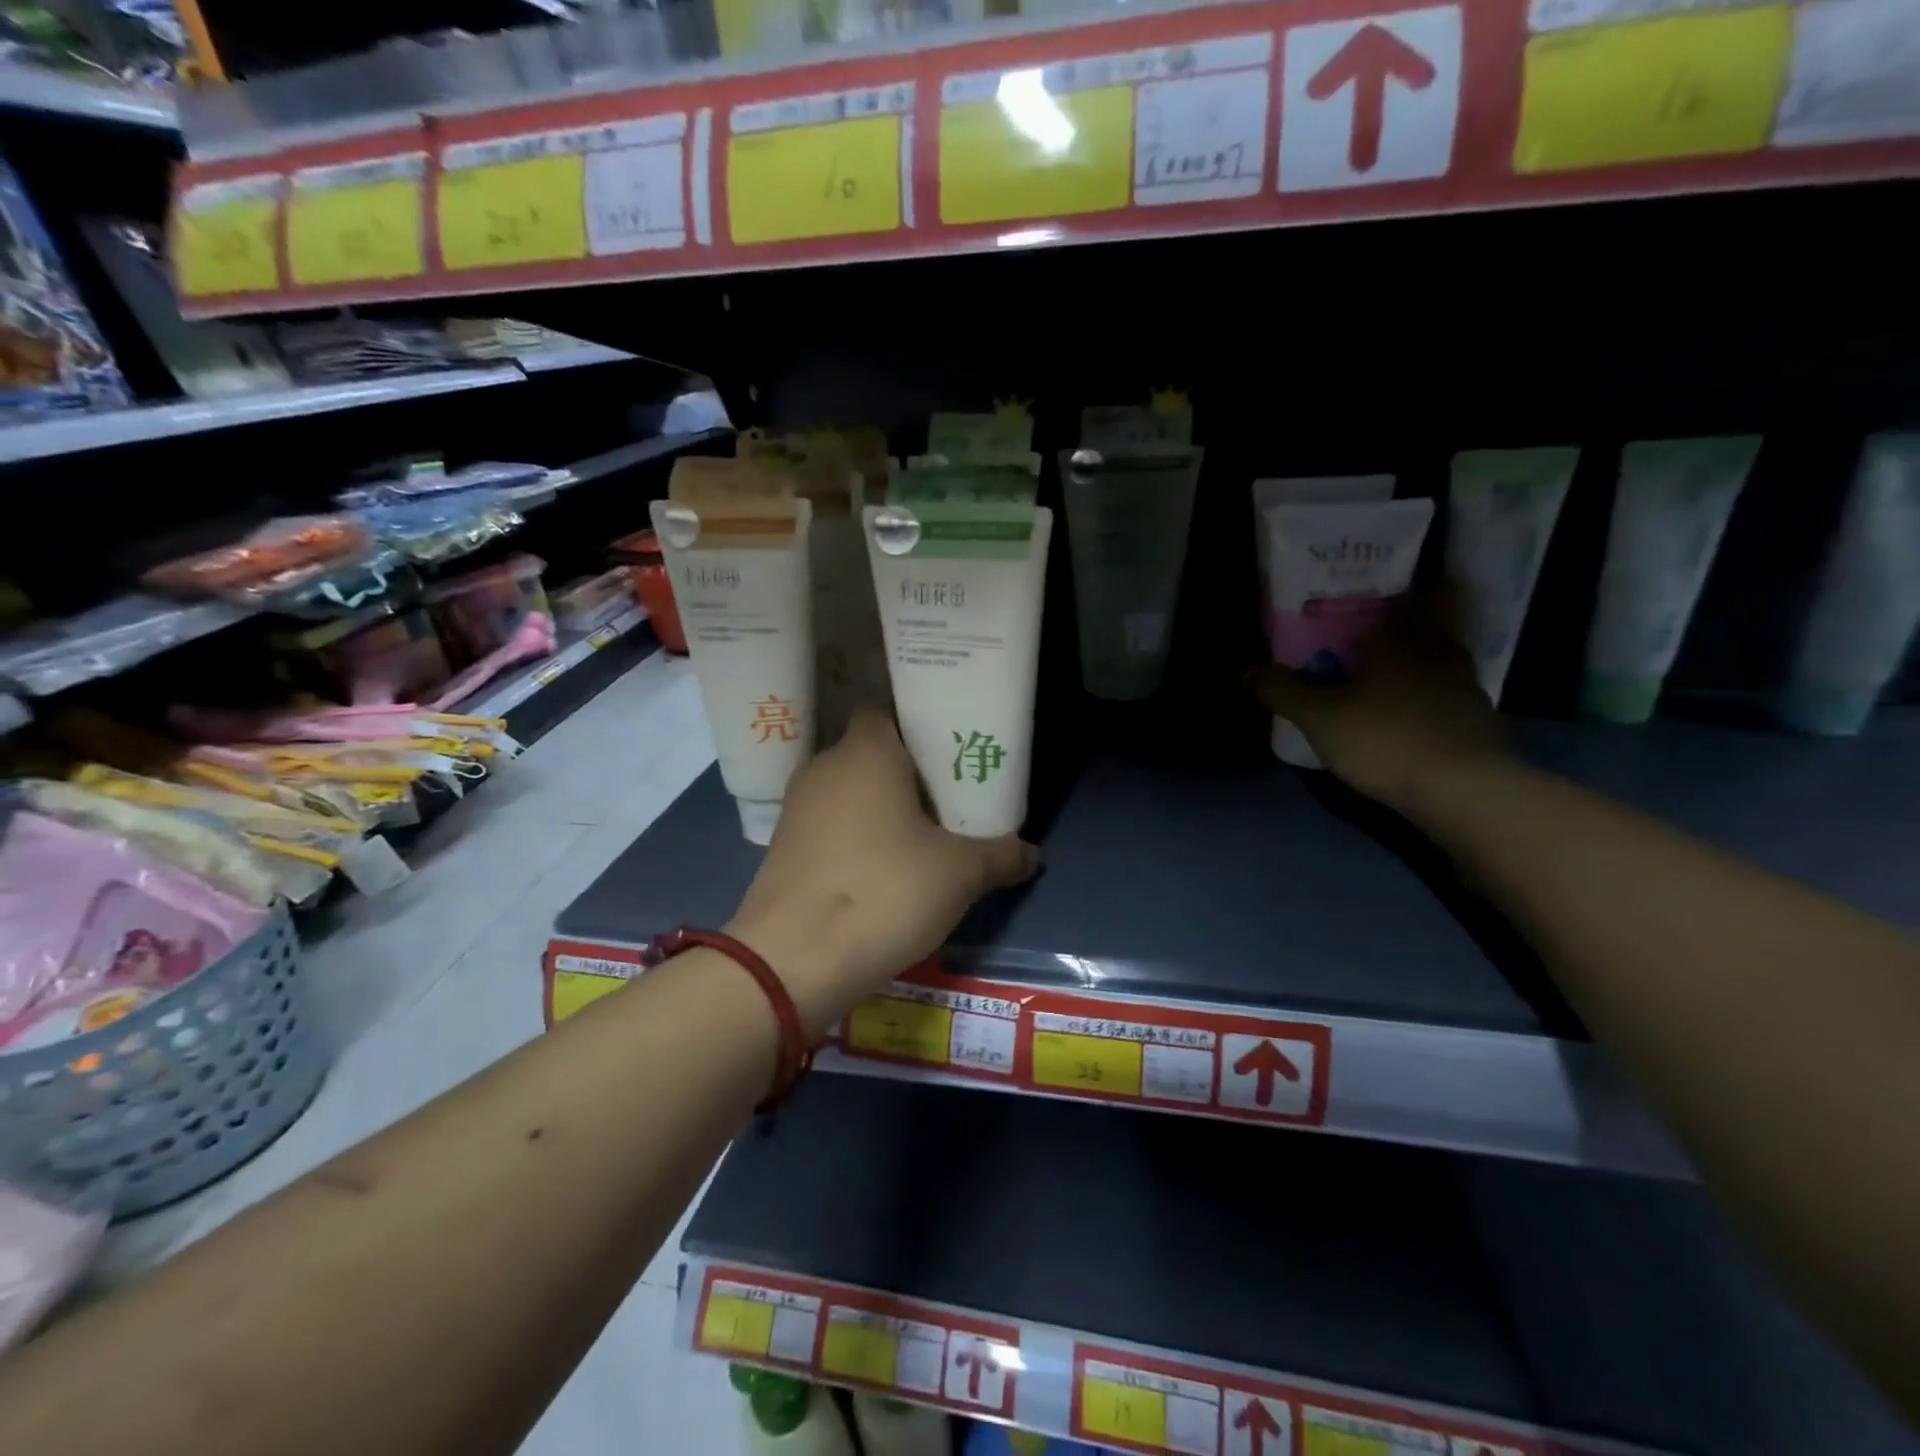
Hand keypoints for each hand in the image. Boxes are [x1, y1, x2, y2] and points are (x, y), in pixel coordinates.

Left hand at [727, 707, 1038, 1034]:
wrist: (790, 962)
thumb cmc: (882, 892)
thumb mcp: (958, 875)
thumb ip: (999, 856)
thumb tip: (1034, 854)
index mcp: (865, 753)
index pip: (886, 711)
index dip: (918, 725)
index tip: (950, 750)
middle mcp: (825, 768)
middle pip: (871, 753)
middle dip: (907, 772)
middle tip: (950, 796)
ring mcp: (797, 808)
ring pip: (849, 791)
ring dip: (880, 807)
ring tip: (921, 834)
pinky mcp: (783, 847)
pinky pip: (830, 825)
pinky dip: (855, 836)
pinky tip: (882, 868)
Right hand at [1246, 597, 1510, 814]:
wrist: (1465, 791)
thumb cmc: (1384, 739)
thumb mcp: (1318, 716)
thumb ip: (1282, 690)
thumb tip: (1248, 670)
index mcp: (1401, 638)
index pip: (1393, 598)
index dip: (1370, 599)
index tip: (1346, 607)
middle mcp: (1438, 651)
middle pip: (1414, 628)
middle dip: (1386, 634)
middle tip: (1353, 646)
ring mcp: (1464, 685)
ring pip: (1431, 662)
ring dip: (1407, 668)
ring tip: (1375, 683)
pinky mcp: (1478, 720)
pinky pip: (1443, 695)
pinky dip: (1423, 699)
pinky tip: (1403, 718)